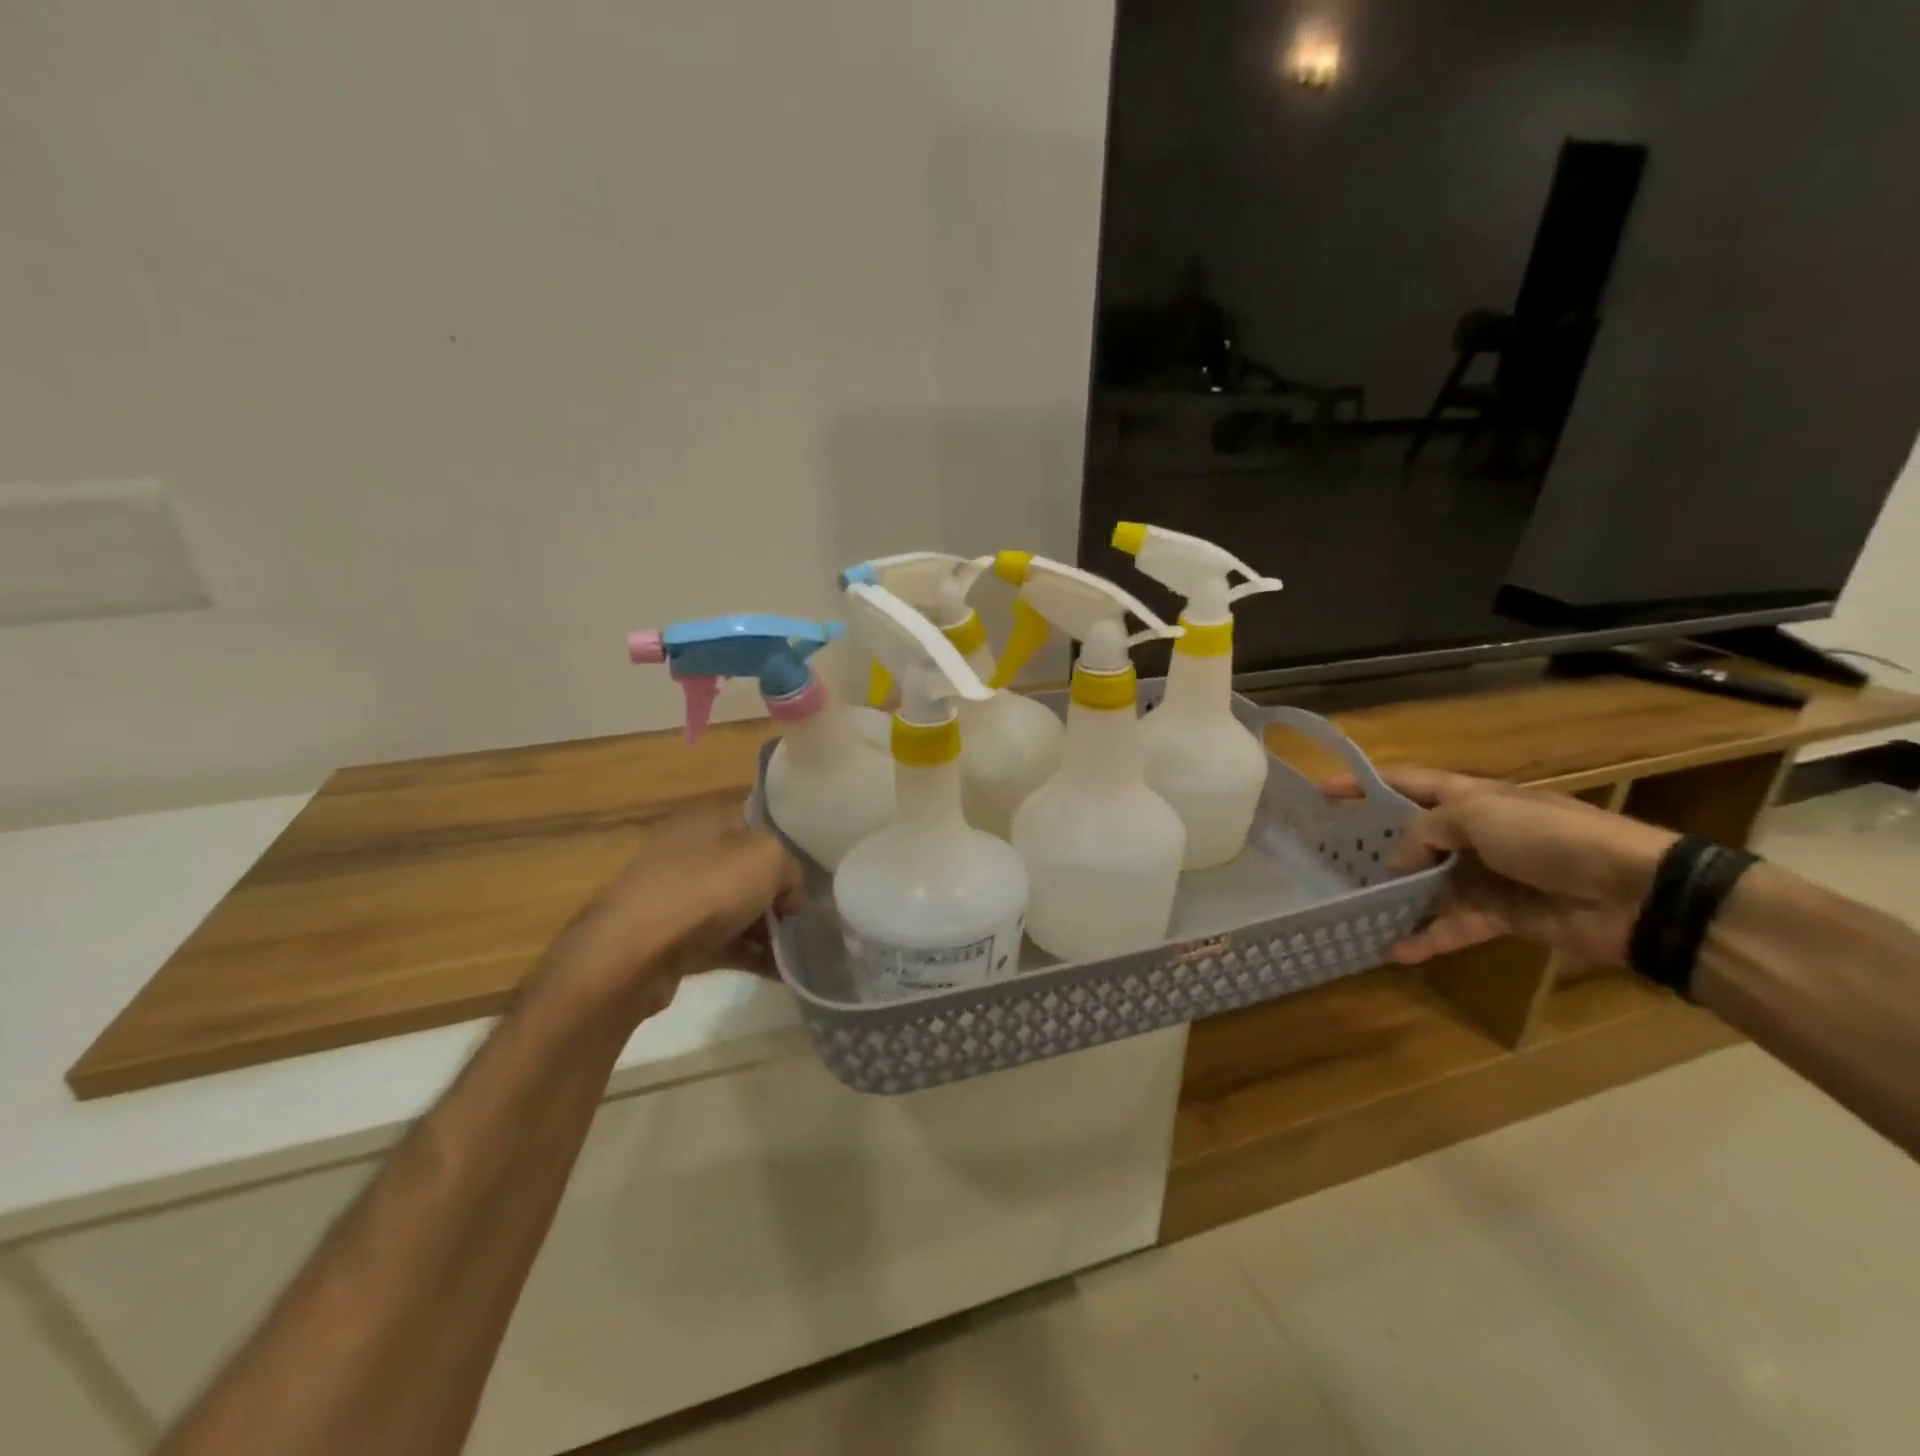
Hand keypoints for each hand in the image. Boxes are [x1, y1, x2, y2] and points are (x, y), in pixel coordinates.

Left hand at [544, 801, 803, 1022]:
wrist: (635, 951)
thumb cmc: (706, 889)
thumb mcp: (770, 860)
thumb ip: (791, 871)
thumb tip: (788, 896)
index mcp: (707, 819)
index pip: (757, 828)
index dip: (785, 854)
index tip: (803, 884)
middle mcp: (687, 850)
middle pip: (745, 871)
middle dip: (775, 897)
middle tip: (799, 921)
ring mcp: (673, 894)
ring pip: (732, 908)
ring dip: (763, 930)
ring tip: (793, 953)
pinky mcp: (668, 935)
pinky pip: (718, 941)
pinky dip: (746, 953)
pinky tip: (775, 971)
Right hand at [1327, 767, 1676, 965]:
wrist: (1636, 893)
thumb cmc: (1552, 837)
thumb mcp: (1479, 816)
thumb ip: (1425, 832)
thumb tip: (1396, 861)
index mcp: (1470, 797)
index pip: (1406, 783)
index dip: (1364, 784)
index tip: (1322, 793)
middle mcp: (1473, 833)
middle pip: (1413, 836)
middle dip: (1374, 845)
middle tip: (1328, 858)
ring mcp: (1486, 875)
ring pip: (1427, 885)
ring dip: (1396, 896)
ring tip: (1353, 907)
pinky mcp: (1501, 915)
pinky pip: (1454, 925)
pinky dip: (1427, 937)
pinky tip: (1393, 950)